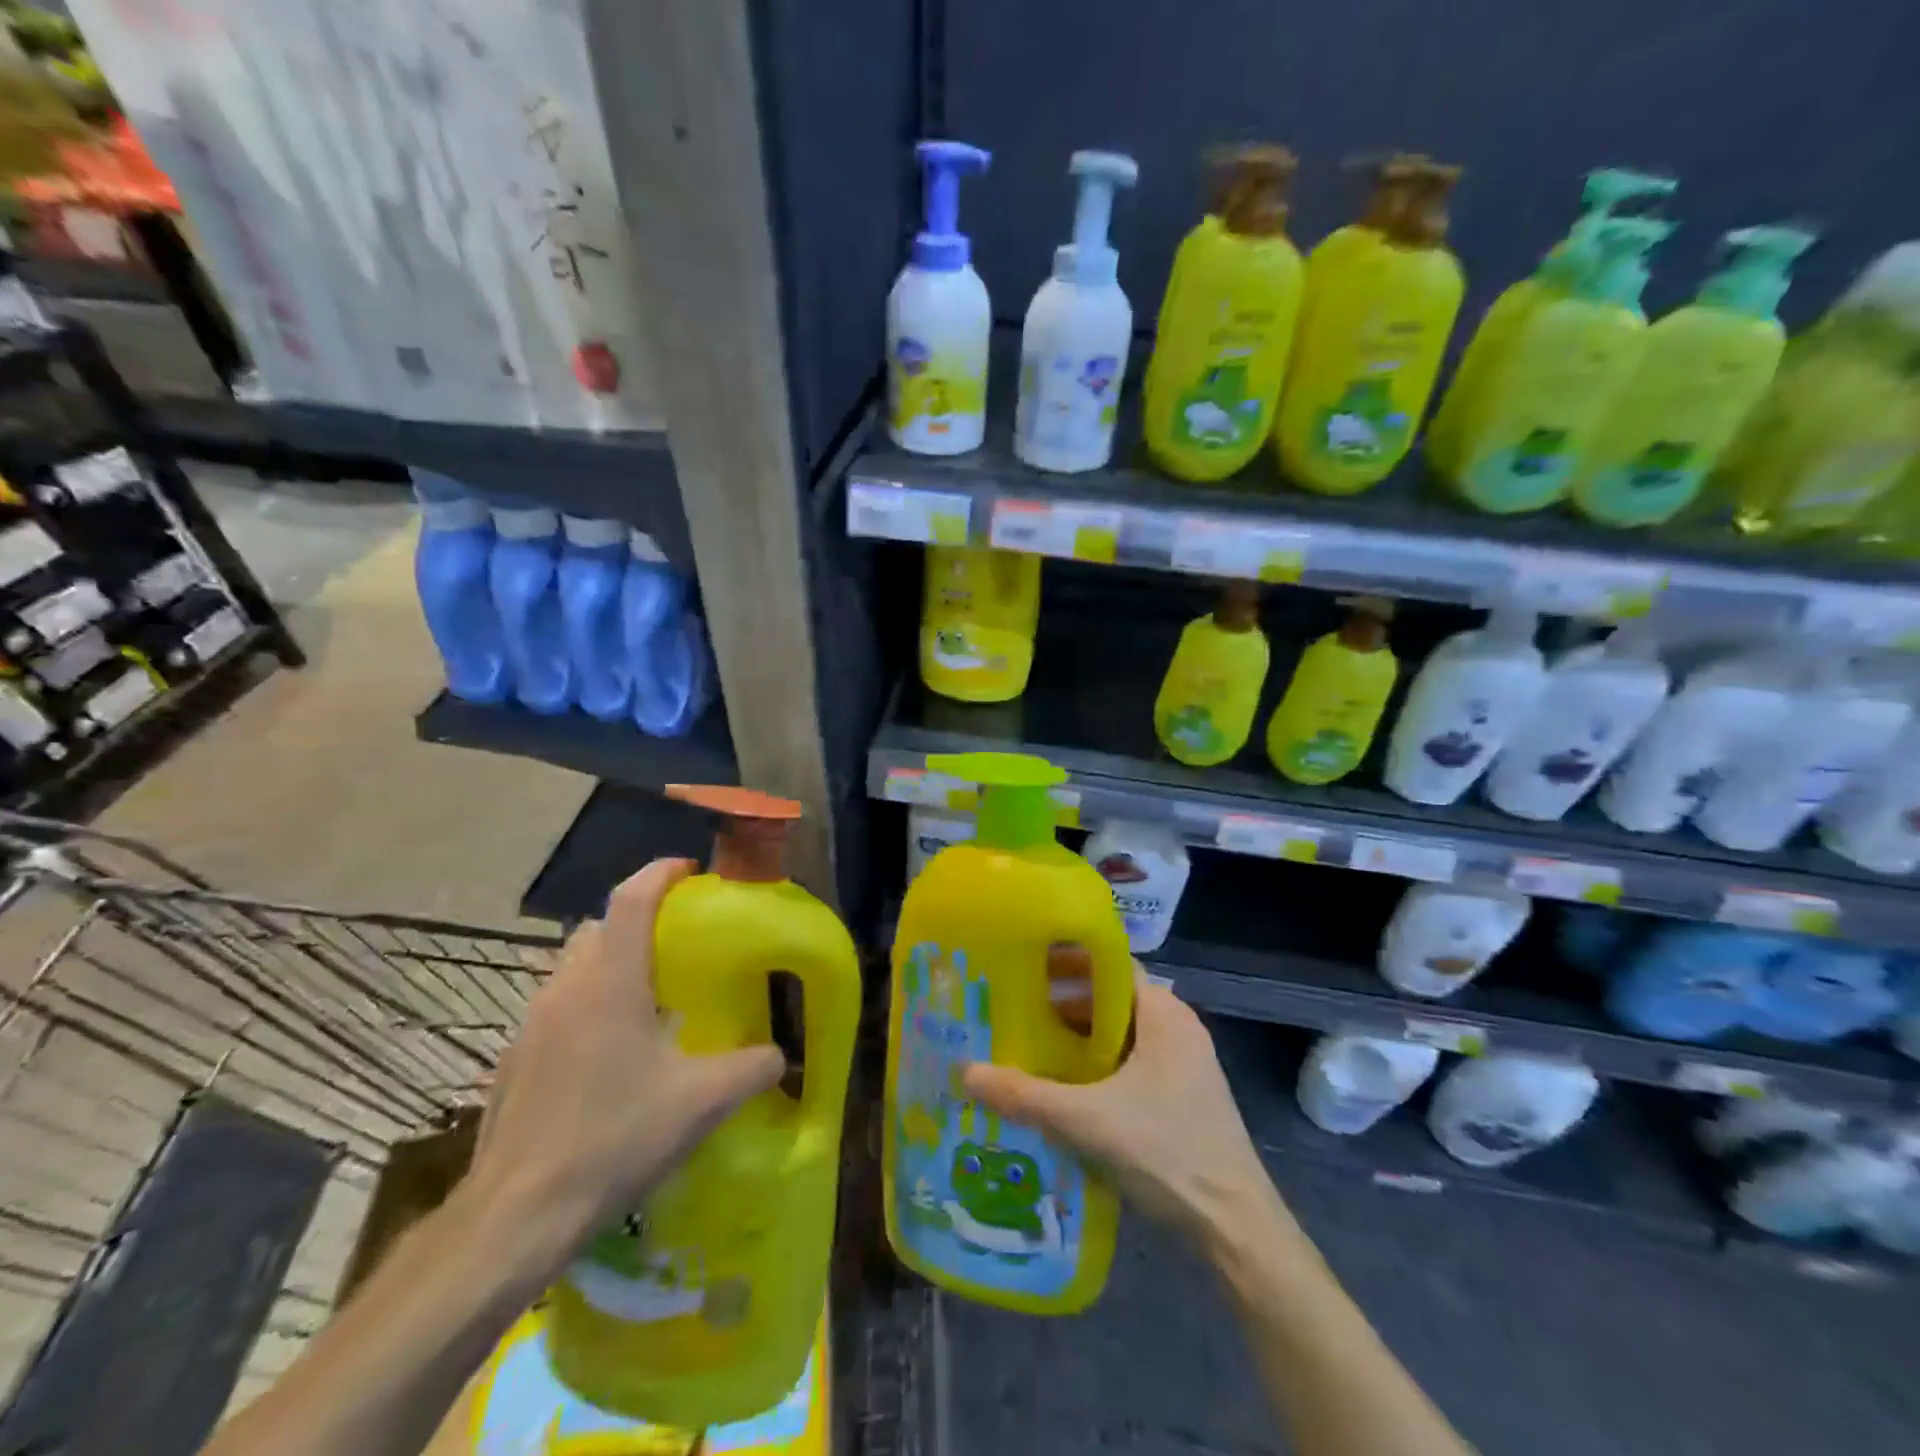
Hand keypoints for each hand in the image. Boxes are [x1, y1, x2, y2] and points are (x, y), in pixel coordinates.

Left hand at [466, 858, 785, 1271]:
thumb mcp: (700, 1103)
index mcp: (611, 981)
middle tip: (679, 944)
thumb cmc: (613, 1138)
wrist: (515, 1214)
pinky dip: (586, 1003)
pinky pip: (556, 1006)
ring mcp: (532, 1023)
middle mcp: (566, 987)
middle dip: (638, 920)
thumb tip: (781, 1054)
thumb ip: (751, 1068)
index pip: (632, 898)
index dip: (661, 873)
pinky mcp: (514, 1058)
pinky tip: (608, 1053)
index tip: (690, 871)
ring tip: (648, 998)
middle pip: (600, 927)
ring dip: (609, 962)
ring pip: (573, 966)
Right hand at [963, 965, 1280, 1242]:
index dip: (1068, 961)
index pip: (1110, 965)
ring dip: (1078, 1039)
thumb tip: (966, 1071)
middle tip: (1014, 1009)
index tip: (1025, 965)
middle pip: (1112, 1000)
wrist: (1236, 1228)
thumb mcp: (1087, 1120)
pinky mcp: (1181, 1097)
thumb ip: (1026, 1095)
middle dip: (1064, 1003)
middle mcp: (1177, 1028)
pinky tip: (1064, 1090)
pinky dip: (1096, 1067)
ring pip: (1120, 1035)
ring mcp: (1183, 1065)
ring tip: (1029, 1048)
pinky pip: (1130, 1064)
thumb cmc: (1167, 1152)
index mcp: (1164, 1014)